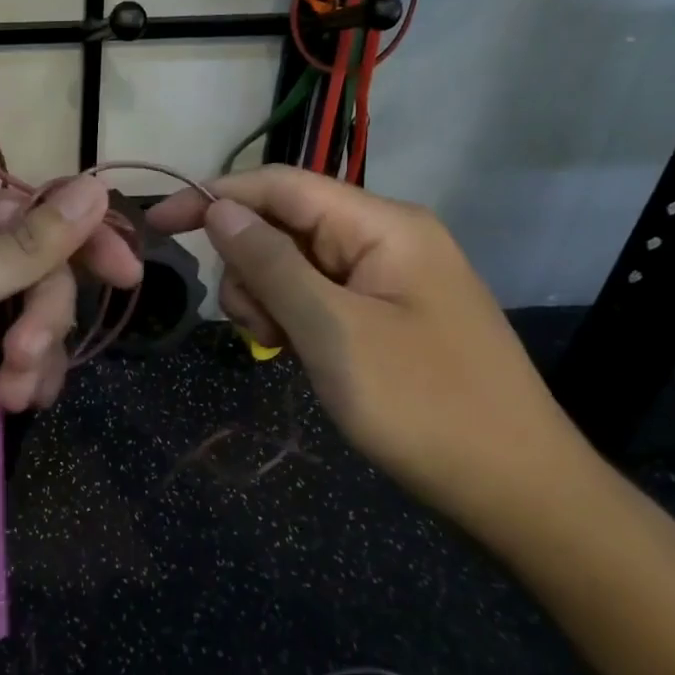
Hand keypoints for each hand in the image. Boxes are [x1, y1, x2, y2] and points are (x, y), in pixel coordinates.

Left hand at [0, 176, 142, 510]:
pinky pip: (29, 361)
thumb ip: (21, 249)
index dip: (80, 235)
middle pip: (43, 271)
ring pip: (43, 320)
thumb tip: (95, 189)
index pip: (31, 211)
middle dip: (45, 317)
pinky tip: (13, 405)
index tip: (124, 271)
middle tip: (26, 354)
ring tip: (10, 393)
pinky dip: (32, 381)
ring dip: (39, 357)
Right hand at [148, 166, 596, 522]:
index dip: (214, 197)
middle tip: (255, 328)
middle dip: (249, 268)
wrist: (516, 488)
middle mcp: (385, 238)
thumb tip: (219, 208)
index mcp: (383, 225)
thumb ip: (271, 264)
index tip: (158, 224)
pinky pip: (318, 296)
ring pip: (294, 264)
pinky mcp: (385, 314)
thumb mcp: (333, 331)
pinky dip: (292, 318)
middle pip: (284, 225)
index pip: (280, 186)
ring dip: (268, 299)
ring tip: (280, 348)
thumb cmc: (423, 405)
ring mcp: (387, 278)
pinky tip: (296, 352)